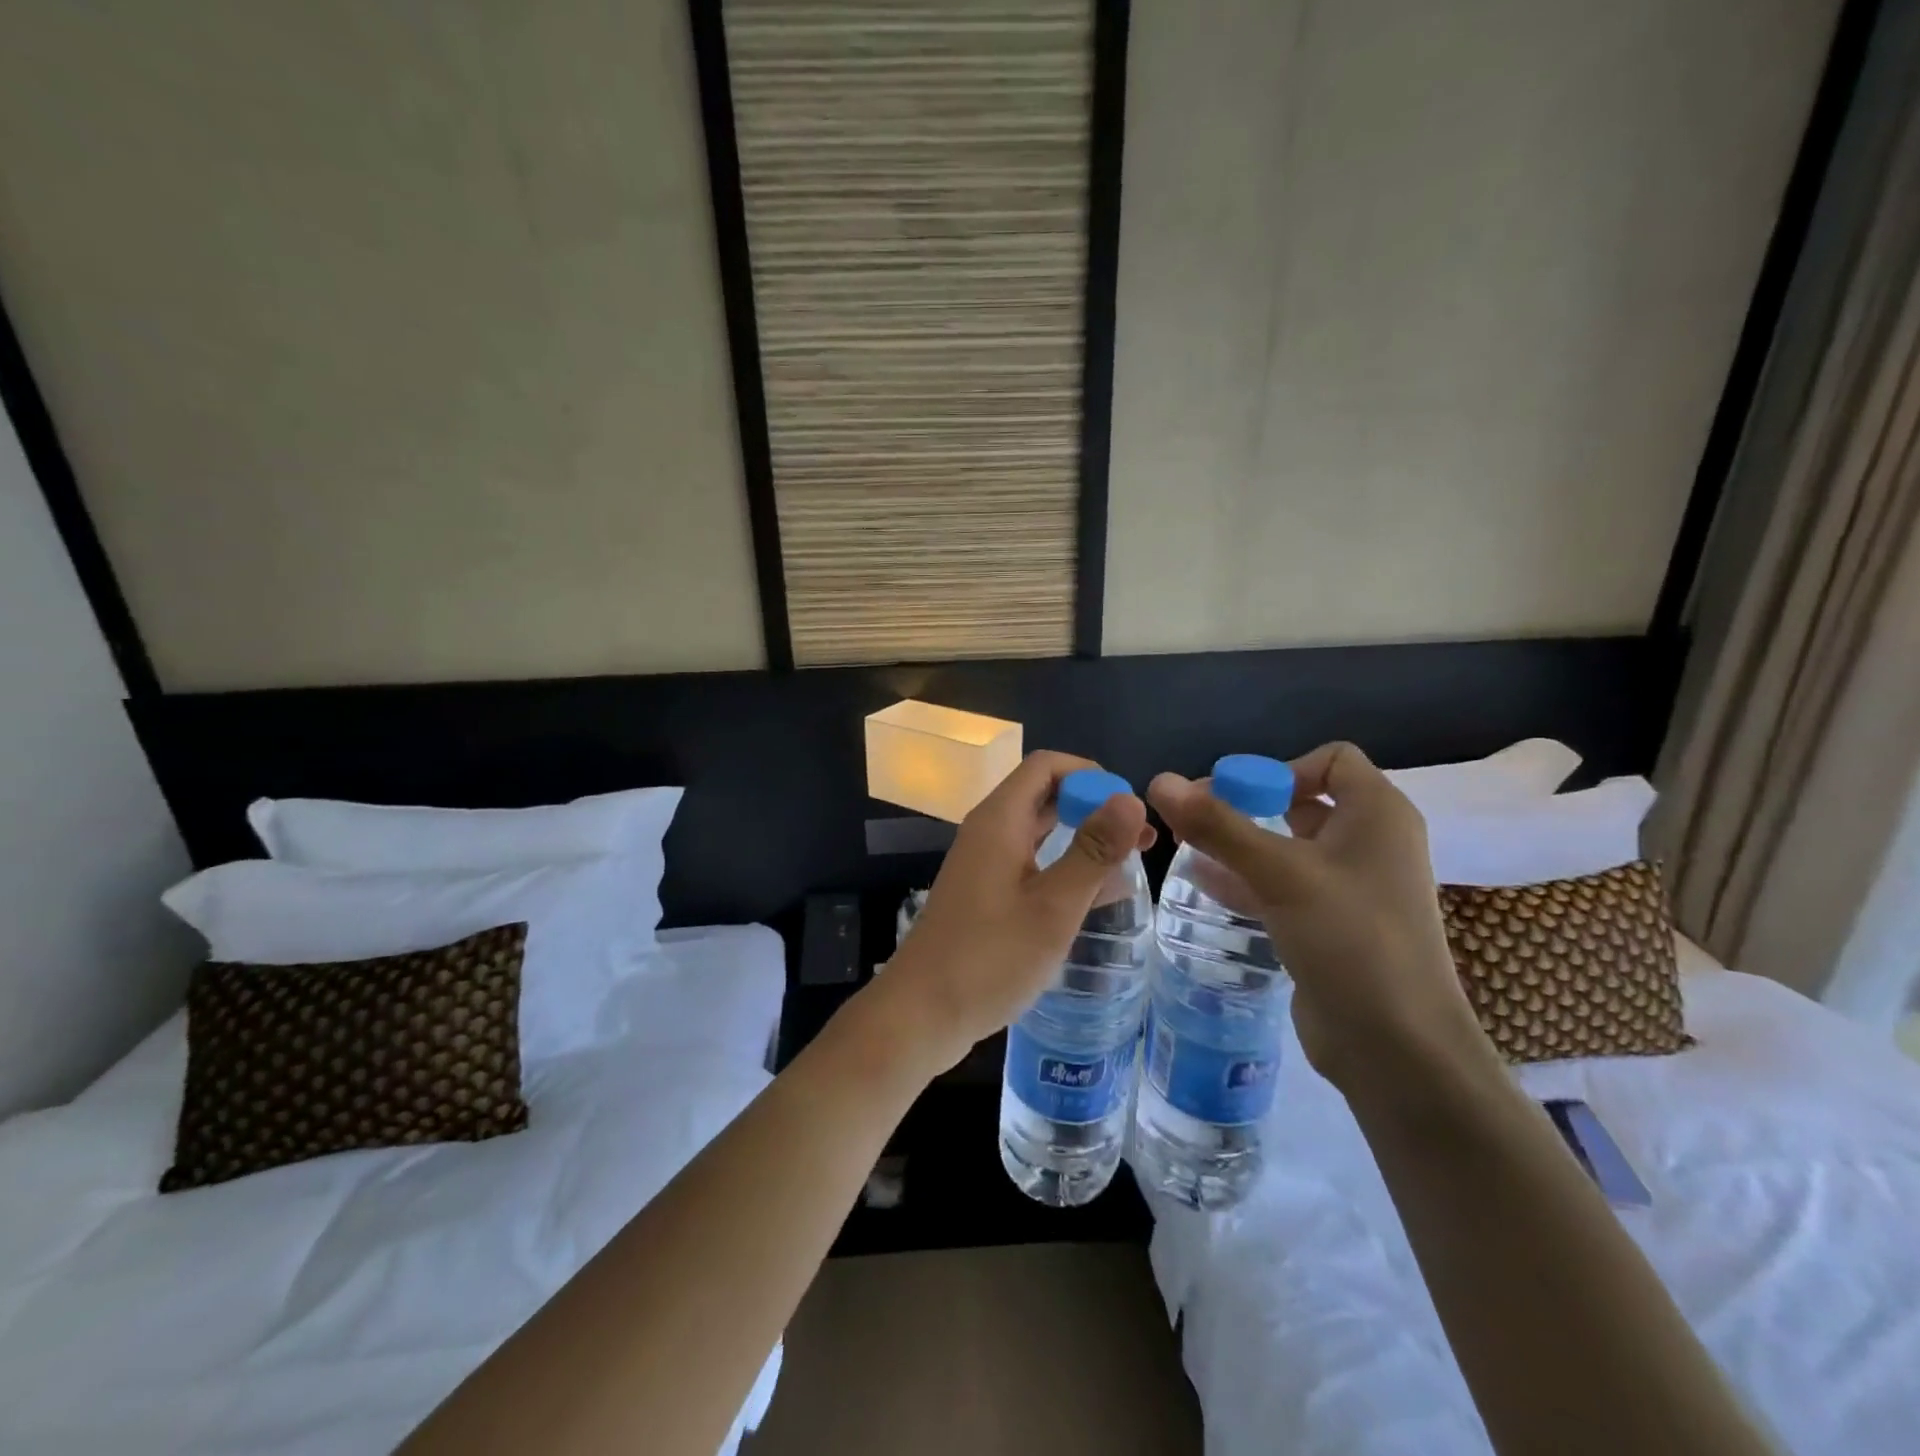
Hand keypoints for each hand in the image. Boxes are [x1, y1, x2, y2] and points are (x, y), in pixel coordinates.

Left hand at [869, 751, 1153, 1076]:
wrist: (923, 1013)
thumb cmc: (990, 957)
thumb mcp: (1053, 906)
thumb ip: (1093, 851)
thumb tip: (1131, 799)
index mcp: (999, 820)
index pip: (1045, 766)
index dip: (1090, 775)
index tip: (1128, 808)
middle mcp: (989, 832)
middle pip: (1044, 796)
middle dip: (1093, 808)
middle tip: (1141, 838)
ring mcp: (984, 863)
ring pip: (1039, 833)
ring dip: (1081, 840)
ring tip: (1130, 865)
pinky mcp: (985, 893)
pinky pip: (1030, 864)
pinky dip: (1063, 868)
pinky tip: (1096, 896)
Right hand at [1148, 742, 1493, 1099]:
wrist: (1397, 1048)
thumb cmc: (1351, 940)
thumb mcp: (1280, 873)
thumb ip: (1217, 825)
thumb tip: (1159, 780)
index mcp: (1378, 814)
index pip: (1332, 760)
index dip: (1280, 768)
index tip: (1234, 796)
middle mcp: (1370, 843)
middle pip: (1302, 801)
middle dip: (1246, 805)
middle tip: (1193, 819)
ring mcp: (1351, 887)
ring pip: (1288, 846)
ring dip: (1239, 843)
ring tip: (1184, 847)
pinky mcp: (1331, 925)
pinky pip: (1284, 886)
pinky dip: (1246, 878)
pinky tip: (1200, 882)